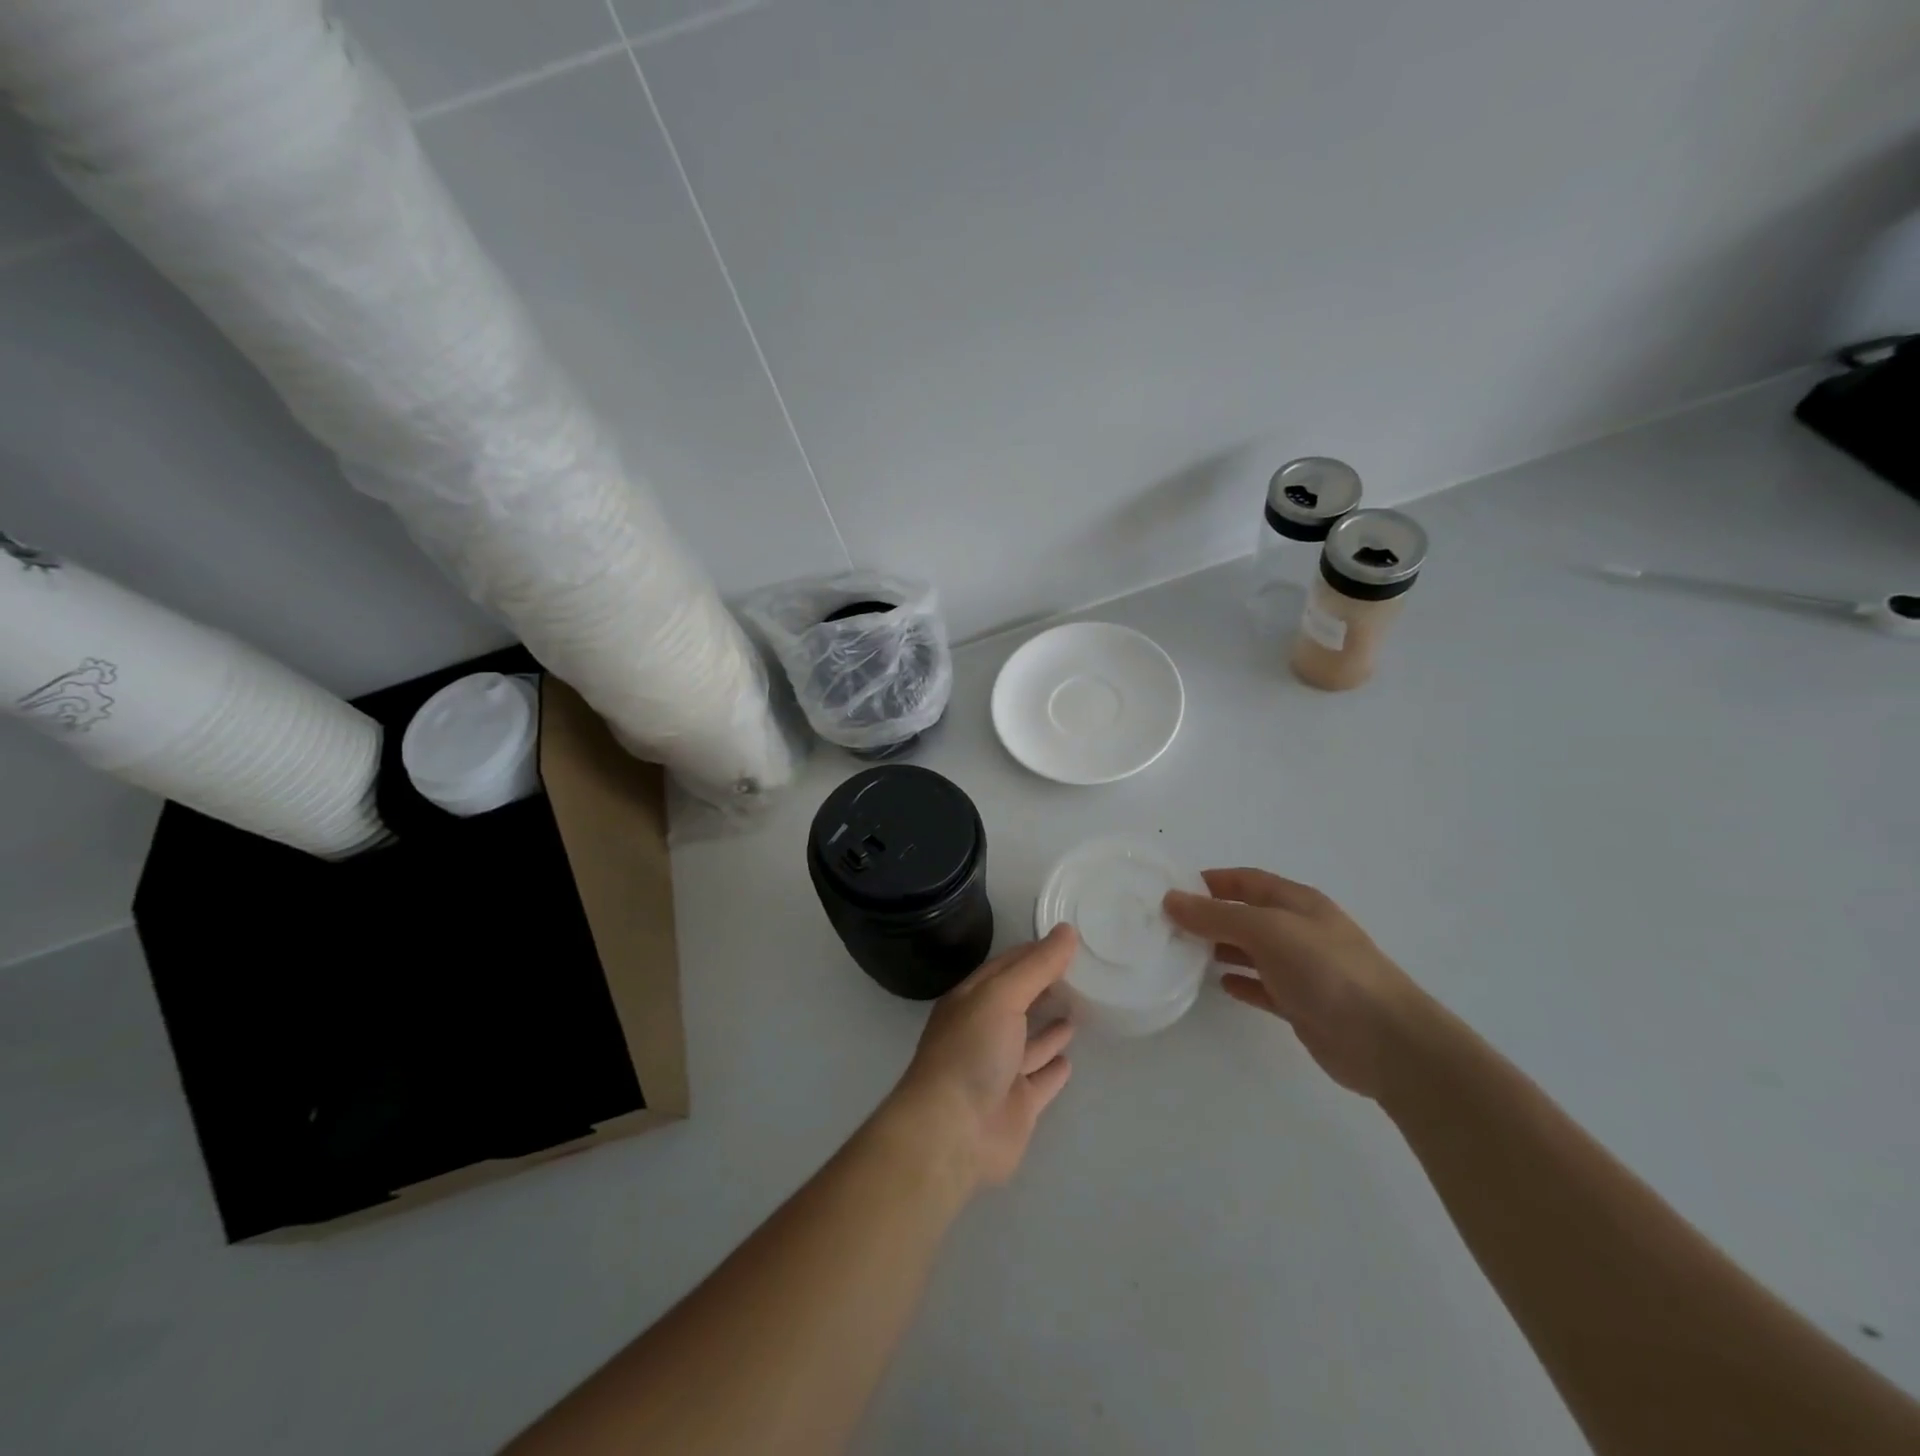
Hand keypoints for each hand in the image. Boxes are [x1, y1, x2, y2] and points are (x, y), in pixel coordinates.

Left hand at [885, 925, 1077, 1191]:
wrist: (953, 1132)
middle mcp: (983, 1031)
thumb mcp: (1002, 995)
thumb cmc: (972, 1051)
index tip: (1067, 940)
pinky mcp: (1017, 1105)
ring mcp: (1000, 1070)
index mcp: (972, 1000)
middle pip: (1018, 1002)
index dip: (1034, 953)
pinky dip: (1053, 1068)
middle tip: (1082, 971)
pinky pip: (1040, 1080)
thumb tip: (1067, 930)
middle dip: (1044, 987)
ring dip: (1050, 1027)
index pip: (1006, 967)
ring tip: (1080, 1007)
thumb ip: (1037, 966)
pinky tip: (1070, 1057)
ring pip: (1030, 1042)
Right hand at [1164, 869, 1426, 1099]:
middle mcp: (1299, 930)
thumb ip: (1217, 916)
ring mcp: (1302, 969)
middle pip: (1246, 915)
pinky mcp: (1302, 1004)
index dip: (1211, 881)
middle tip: (1167, 925)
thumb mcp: (1268, 931)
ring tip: (1183, 954)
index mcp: (1297, 903)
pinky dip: (1241, 983)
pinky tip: (1220, 986)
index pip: (1246, 880)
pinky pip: (1263, 987)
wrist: (1386, 1041)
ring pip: (1252, 951)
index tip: (1172, 889)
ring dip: (1220, 949)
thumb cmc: (1327, 971)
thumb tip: (1171, 899)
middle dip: (1210, 916)